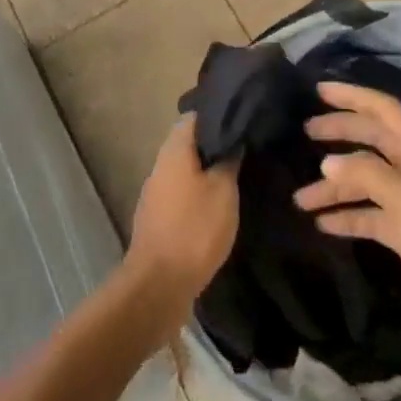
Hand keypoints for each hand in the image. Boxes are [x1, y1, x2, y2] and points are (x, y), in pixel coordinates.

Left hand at [126, 116, 239, 330]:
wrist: (159, 285)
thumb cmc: (195, 229)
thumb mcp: (223, 191)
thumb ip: (228, 160)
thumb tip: (232, 140)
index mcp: (174, 150)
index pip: (194, 117)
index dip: (218, 115)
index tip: (241, 119)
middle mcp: (160, 165)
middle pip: (188, 143)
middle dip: (214, 144)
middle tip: (244, 148)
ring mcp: (155, 193)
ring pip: (185, 170)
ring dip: (206, 171)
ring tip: (236, 174)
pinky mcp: (157, 218)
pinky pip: (181, 193)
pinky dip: (198, 193)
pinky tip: (218, 204)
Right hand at [294, 81, 400, 372]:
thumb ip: (368, 175)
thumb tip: (327, 163)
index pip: (385, 110)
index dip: (353, 97)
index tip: (318, 90)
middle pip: (373, 141)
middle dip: (340, 134)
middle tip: (304, 133)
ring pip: (367, 182)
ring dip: (335, 186)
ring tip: (300, 198)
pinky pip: (370, 216)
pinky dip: (346, 216)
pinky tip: (321, 224)